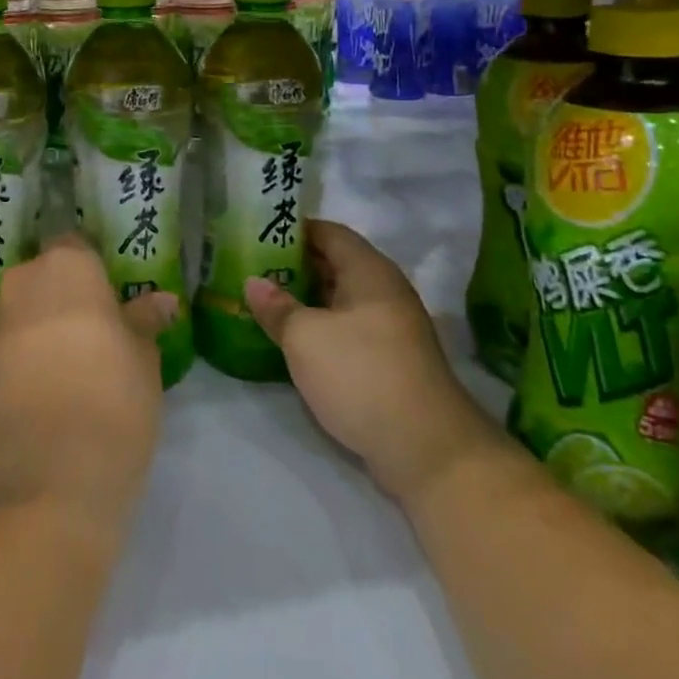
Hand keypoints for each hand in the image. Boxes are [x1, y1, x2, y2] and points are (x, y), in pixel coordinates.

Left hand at [0, 237, 178, 539]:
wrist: (49, 475)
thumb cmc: (113, 399)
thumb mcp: (144, 359)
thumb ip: (144, 321)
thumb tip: (162, 300)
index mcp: (68, 267)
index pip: (76, 248)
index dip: (90, 275)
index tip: (106, 305)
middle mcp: (22, 282)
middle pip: (41, 279)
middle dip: (59, 300)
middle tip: (87, 341)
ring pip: (16, 313)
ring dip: (31, 330)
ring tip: (56, 375)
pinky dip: (9, 362)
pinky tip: (29, 398)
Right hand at [245, 220, 488, 502]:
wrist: (425, 448)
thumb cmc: (360, 374)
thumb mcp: (305, 337)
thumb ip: (277, 307)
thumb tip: (253, 282)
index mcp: (369, 270)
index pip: (329, 232)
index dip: (295, 230)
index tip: (260, 234)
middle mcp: (385, 290)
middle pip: (336, 264)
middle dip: (296, 265)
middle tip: (254, 269)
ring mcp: (392, 327)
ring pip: (342, 299)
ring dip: (308, 299)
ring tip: (267, 302)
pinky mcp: (392, 360)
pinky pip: (350, 328)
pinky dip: (322, 327)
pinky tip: (295, 340)